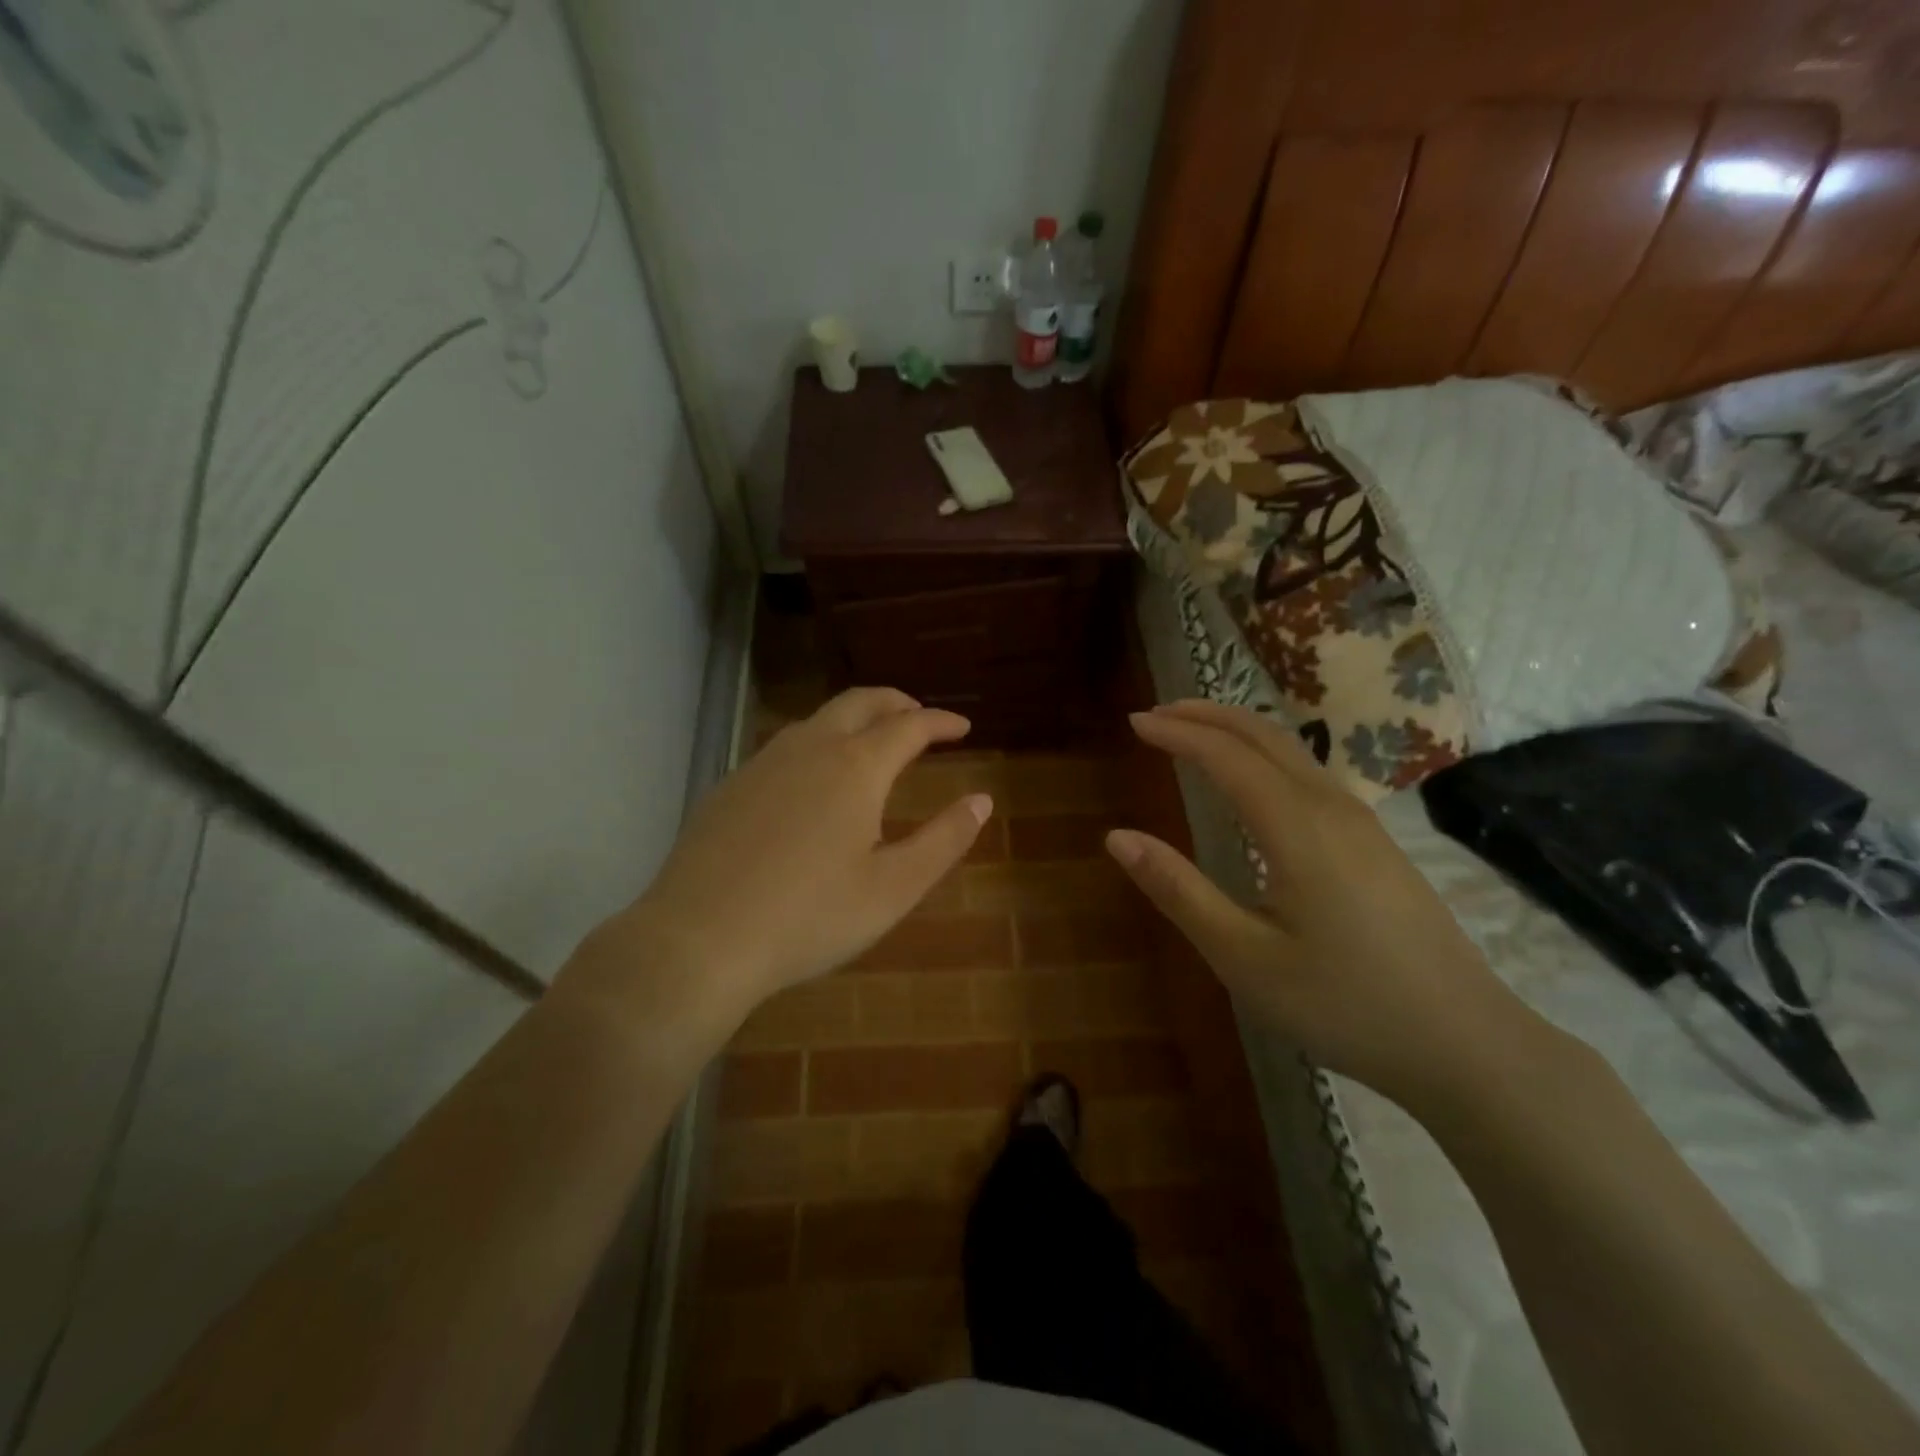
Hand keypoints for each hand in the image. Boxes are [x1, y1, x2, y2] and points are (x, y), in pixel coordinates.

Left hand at [579, 688, 990, 1028]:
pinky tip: (813, 779)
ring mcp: (763, 763)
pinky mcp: (730, 785)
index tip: (962, 727)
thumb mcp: (893, 888)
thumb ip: (944, 840)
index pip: (909, 726)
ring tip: (872, 742)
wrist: (699, 940)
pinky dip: (817, 743)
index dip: (940, 721)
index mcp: (856, 768)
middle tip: (920, 717)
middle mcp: (810, 749)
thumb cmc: (810, 917)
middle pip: (860, 702)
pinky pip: (785, 746)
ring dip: (854, 719)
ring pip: (818, 720)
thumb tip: (981, 800)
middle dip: (896, 702)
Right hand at [1110, 699, 1542, 1111]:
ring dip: (1237, 730)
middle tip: (1157, 714)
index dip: (1176, 732)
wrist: (1467, 1043)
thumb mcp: (1244, 958)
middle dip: (1206, 714)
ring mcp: (1362, 822)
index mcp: (1297, 827)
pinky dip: (1265, 754)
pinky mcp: (1376, 842)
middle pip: (1263, 735)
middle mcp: (1332, 807)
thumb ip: (1179, 892)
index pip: (1225, 755)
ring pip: (1292, 750)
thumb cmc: (1344, 1004)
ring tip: (1193, 733)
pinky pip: (1310, 772)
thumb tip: (1117, 838)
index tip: (1133, 723)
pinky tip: (1253, 779)